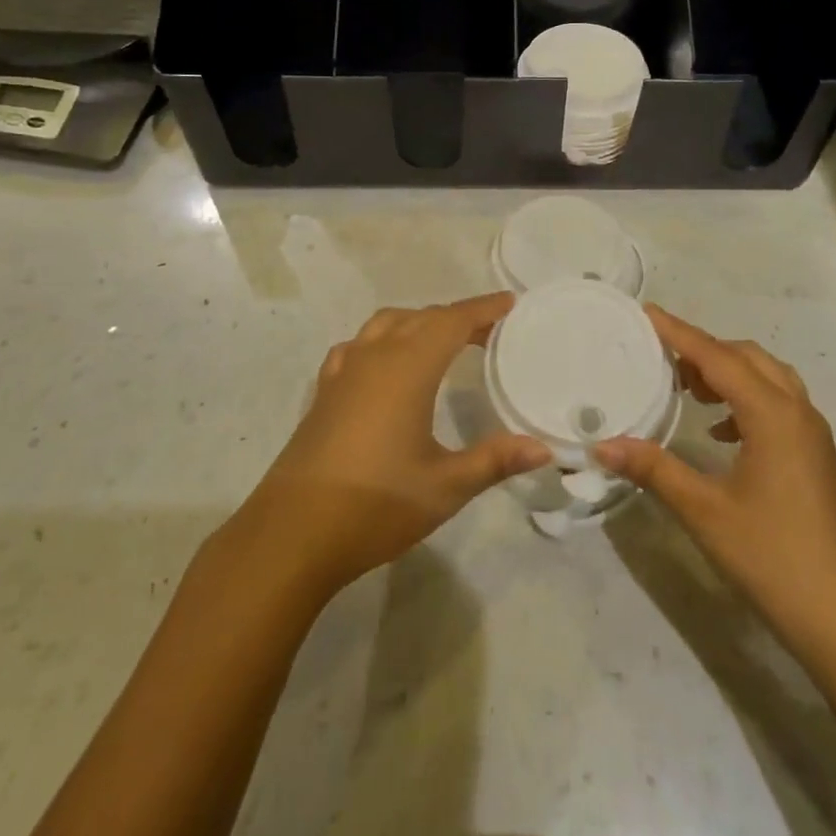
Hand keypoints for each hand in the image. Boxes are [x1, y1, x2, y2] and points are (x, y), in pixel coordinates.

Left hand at [238, 295, 550, 597]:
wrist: (293, 533)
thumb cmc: (376, 505)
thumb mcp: (445, 486)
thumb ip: (495, 460)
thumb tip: (542, 449)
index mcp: (408, 368)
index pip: (453, 321)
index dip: (483, 309)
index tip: (510, 302)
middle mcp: (375, 357)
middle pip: (422, 318)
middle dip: (458, 317)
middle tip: (489, 331)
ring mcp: (344, 371)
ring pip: (386, 324)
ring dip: (418, 323)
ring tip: (442, 342)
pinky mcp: (324, 392)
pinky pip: (358, 346)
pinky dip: (382, 341)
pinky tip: (384, 365)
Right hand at [595, 306, 835, 654]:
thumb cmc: (772, 557)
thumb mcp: (704, 510)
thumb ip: (653, 468)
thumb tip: (603, 444)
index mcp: (772, 415)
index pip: (718, 358)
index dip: (680, 333)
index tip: (647, 313)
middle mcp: (797, 411)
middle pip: (746, 357)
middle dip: (704, 349)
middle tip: (661, 357)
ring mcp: (812, 433)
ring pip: (767, 377)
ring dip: (728, 371)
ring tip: (687, 387)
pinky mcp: (815, 454)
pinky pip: (778, 402)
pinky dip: (745, 398)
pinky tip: (719, 430)